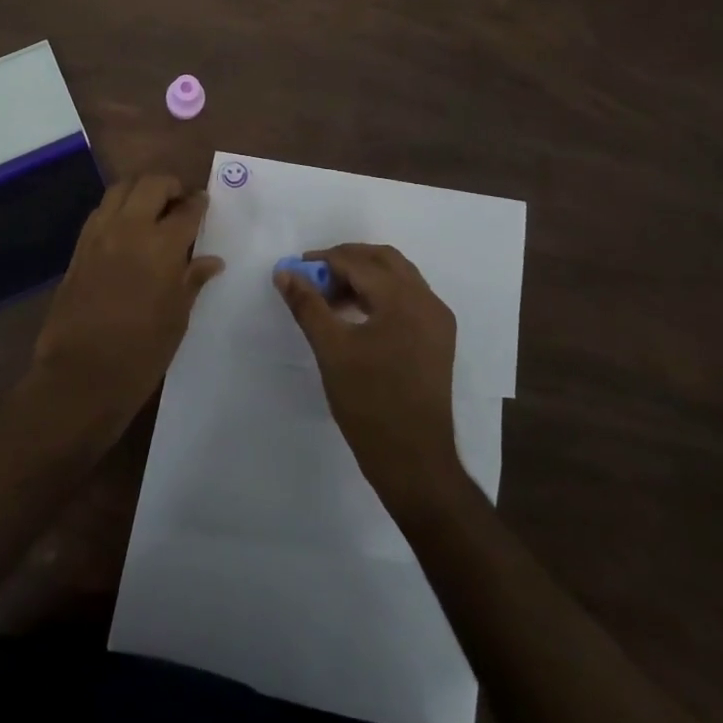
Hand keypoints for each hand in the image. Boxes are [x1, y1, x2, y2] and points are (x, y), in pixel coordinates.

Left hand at [30, 174, 223, 441]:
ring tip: (152, 208)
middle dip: (170, 186)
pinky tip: (126, 228)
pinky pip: (101, 211)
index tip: (204, 203)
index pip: (187, 210)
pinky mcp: (79, 247)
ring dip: (140, 190)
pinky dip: (117, 208)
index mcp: (162, 246)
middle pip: (151, 184)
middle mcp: (130, 229)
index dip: (199, 203)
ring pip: (121, 189)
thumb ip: (192, 280)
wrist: (80, 375)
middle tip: (180, 202)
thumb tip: (212, 260)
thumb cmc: (141, 353)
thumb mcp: (177, 318)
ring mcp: (100, 235)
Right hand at [275, 243, 462, 509]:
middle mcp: (427, 300)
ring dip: (364, 276)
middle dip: (346, 260)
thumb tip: (284, 272)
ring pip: (398, 277)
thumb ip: (307, 305)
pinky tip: (355, 314)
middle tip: (313, 276)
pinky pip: (407, 298)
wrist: (414, 461)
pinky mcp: (437, 339)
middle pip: (384, 260)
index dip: (323, 261)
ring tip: (329, 295)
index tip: (295, 269)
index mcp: (404, 299)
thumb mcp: (331, 349)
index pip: (358, 262)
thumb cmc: (369, 402)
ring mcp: (437, 320)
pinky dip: (380, 295)